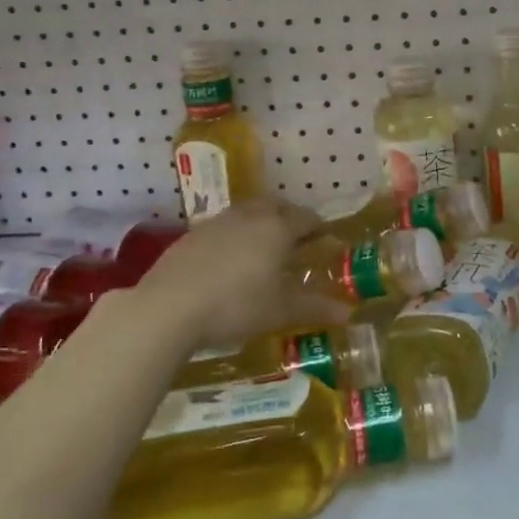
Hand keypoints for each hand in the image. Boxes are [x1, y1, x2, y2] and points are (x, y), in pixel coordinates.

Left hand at [135, 199, 334, 346]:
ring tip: (263, 246)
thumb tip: (350, 312)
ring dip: (261, 221)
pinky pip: (223, 225)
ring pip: (248, 211)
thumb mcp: (281, 311)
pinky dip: (234, 234)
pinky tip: (229, 259)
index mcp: (278, 228)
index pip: (307, 218)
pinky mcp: (192, 234)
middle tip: (297, 238)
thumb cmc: (236, 305)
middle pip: (276, 206)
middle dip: (290, 217)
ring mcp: (218, 222)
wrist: (169, 307)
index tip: (326, 239)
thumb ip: (316, 308)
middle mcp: (250, 216)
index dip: (319, 228)